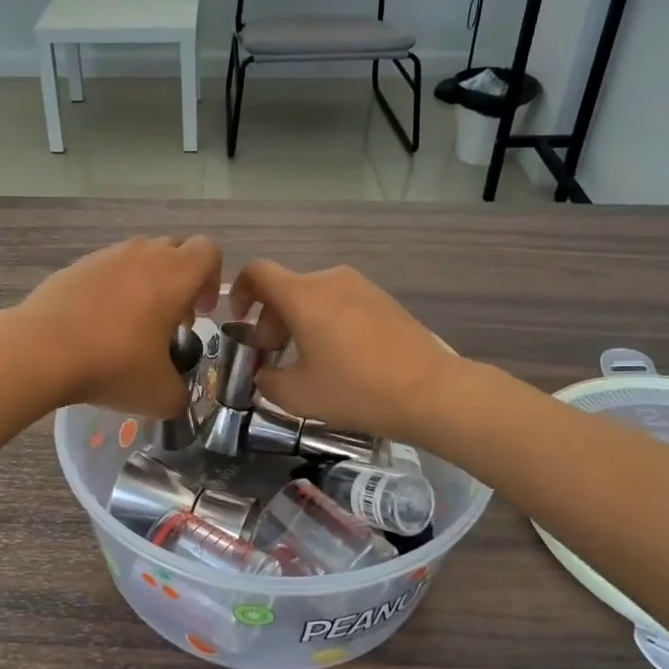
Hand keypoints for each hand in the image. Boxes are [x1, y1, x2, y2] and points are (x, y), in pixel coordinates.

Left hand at [17, 236, 222, 415]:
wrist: (40, 350)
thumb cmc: (113, 364)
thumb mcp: (160, 395)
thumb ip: (179, 394)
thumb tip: (176, 397)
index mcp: (175, 274)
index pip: (209, 251)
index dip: (212, 279)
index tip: (201, 312)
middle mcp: (143, 254)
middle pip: (175, 249)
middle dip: (181, 280)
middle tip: (171, 319)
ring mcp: (105, 256)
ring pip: (138, 258)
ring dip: (146, 283)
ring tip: (132, 325)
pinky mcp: (74, 267)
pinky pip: (105, 270)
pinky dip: (111, 290)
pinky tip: (97, 326)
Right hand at [228, 260, 459, 443]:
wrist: (429, 391)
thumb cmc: (354, 389)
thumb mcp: (297, 395)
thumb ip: (267, 380)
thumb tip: (264, 373)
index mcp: (302, 295)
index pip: (256, 273)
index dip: (239, 292)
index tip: (241, 322)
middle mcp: (329, 279)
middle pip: (286, 289)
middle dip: (271, 321)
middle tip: (274, 358)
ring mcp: (360, 286)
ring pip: (313, 296)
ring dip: (299, 323)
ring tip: (307, 361)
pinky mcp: (383, 299)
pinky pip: (340, 302)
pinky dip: (326, 322)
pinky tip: (339, 358)